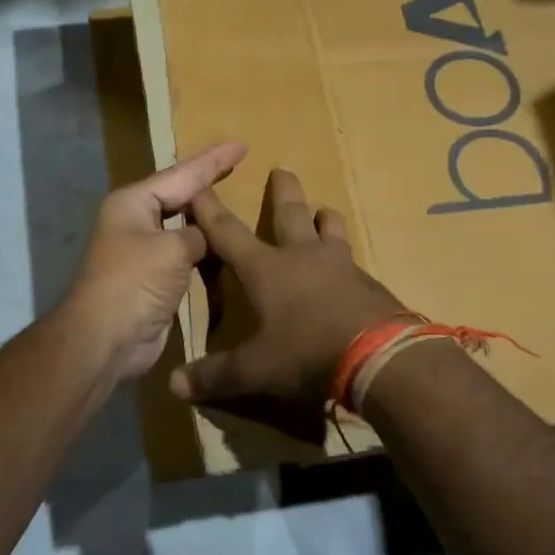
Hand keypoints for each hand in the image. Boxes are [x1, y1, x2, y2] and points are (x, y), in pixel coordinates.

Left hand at [64, 142, 246, 379]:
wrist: (104, 339)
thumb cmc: (134, 283)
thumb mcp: (172, 249)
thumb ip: (198, 234)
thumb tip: (207, 237)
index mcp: (134, 202)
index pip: (182, 174)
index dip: (213, 161)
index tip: (241, 145)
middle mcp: (136, 220)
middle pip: (180, 196)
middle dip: (209, 183)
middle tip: (241, 166)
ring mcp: (143, 250)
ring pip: (183, 226)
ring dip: (208, 219)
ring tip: (239, 203)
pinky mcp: (153, 278)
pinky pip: (185, 254)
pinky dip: (205, 250)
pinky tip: (226, 246)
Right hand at [170, 168, 405, 406]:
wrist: (380, 356)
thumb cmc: (307, 352)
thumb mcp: (255, 369)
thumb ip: (215, 376)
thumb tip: (173, 385)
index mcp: (266, 269)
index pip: (227, 231)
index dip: (208, 209)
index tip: (198, 185)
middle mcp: (301, 256)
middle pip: (290, 213)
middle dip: (282, 191)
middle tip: (283, 168)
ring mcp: (340, 266)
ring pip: (330, 230)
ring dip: (325, 218)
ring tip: (325, 211)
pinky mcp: (369, 283)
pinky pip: (353, 260)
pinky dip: (345, 256)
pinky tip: (350, 269)